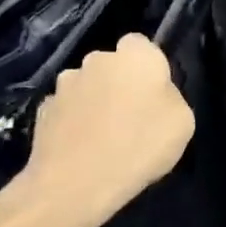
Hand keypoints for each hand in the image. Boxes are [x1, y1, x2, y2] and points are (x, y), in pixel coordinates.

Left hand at [23, 35, 194, 226]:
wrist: (75, 183)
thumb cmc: (140, 146)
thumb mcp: (183, 122)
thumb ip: (170, 97)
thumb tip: (154, 94)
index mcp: (135, 56)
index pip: (141, 44)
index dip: (148, 66)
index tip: (154, 92)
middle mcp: (96, 60)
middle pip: (111, 65)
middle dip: (119, 82)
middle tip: (131, 116)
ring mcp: (64, 85)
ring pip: (87, 86)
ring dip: (94, 101)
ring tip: (103, 136)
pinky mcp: (42, 111)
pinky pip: (67, 110)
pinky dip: (74, 122)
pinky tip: (82, 148)